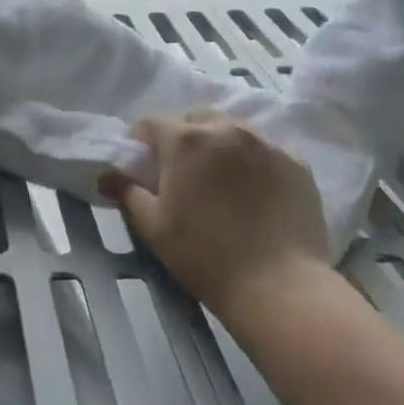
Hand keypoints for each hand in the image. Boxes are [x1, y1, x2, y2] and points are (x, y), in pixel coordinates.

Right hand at [101, 112, 330, 319]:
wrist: (279, 286)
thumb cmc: (205, 256)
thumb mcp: (154, 227)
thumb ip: (128, 193)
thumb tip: (107, 175)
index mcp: (185, 140)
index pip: (153, 121)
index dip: (143, 140)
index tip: (143, 164)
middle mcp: (226, 128)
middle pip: (195, 118)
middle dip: (183, 135)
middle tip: (182, 171)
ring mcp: (265, 142)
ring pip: (233, 128)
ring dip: (219, 143)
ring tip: (220, 177)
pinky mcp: (296, 162)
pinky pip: (265, 148)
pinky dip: (253, 159)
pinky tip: (254, 189)